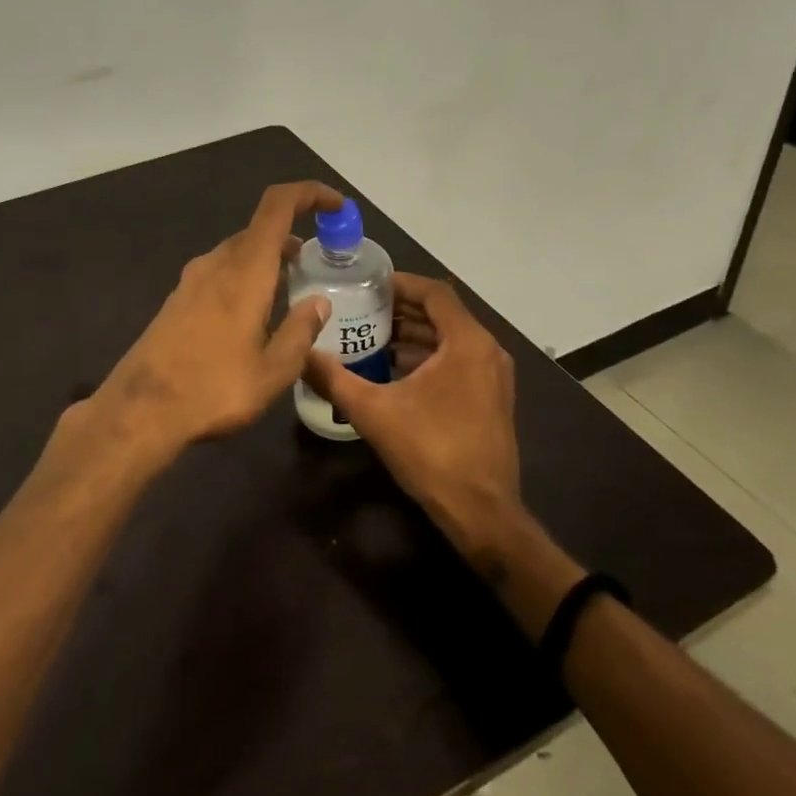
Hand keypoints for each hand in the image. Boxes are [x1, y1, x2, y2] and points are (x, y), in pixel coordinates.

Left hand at [65, 181, 342, 469]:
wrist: (140, 410)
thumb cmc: (214, 389)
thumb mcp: (273, 371)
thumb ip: (301, 332)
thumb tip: (320, 302)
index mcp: (245, 271)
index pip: (277, 206)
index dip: (309, 193)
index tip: (336, 207)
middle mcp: (216, 264)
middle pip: (258, 230)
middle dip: (292, 237)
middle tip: (317, 265)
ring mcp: (191, 281)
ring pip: (237, 253)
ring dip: (267, 260)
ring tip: (290, 291)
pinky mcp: (177, 301)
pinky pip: (219, 273)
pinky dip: (245, 277)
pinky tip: (252, 315)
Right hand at [302, 273, 524, 564]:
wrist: (481, 512)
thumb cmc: (431, 452)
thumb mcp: (373, 412)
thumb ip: (334, 379)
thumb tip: (301, 354)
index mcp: (467, 343)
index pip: (434, 292)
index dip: (400, 283)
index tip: (367, 285)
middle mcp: (487, 351)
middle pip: (442, 313)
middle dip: (402, 310)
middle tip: (362, 310)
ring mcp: (494, 376)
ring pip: (451, 339)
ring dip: (414, 335)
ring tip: (372, 338)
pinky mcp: (492, 398)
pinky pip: (459, 360)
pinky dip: (429, 357)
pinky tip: (395, 371)